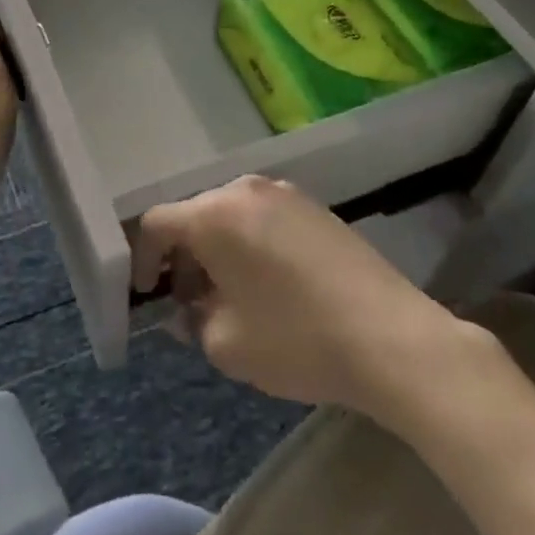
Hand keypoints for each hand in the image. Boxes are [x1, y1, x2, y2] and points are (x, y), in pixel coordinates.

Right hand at [132, 177, 486, 428]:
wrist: (392, 336)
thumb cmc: (297, 339)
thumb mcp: (228, 345)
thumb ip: (193, 322)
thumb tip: (189, 309)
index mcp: (213, 215)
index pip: (157, 224)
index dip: (143, 258)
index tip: (148, 293)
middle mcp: (244, 190)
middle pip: (195, 215)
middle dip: (184, 257)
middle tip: (190, 301)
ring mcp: (284, 193)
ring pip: (231, 215)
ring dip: (218, 250)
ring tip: (230, 295)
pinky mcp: (315, 207)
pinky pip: (264, 218)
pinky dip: (250, 243)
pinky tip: (270, 284)